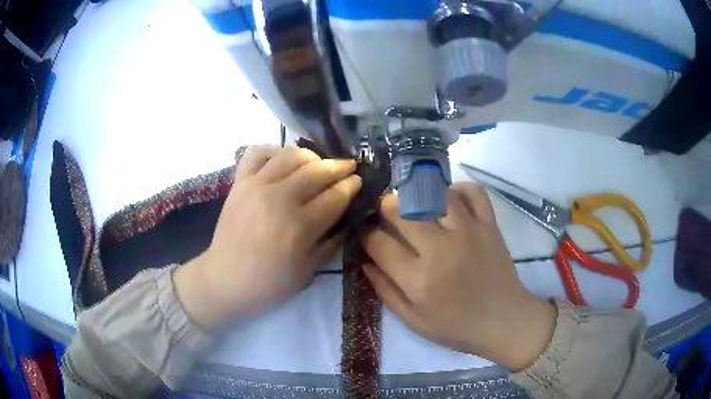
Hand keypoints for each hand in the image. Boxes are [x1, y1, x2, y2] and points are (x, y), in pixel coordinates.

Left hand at [174, 145, 361, 328]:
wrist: (225, 279)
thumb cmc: (269, 282)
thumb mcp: (308, 271)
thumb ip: (331, 242)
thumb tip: (349, 219)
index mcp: (300, 226)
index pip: (335, 196)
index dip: (351, 186)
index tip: (359, 181)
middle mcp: (280, 198)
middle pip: (317, 171)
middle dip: (340, 166)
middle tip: (349, 167)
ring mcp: (256, 186)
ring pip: (291, 155)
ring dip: (311, 156)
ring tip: (318, 164)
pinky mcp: (239, 182)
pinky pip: (256, 153)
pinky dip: (273, 150)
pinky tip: (282, 158)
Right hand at [360, 182, 555, 370]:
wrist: (503, 320)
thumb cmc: (456, 326)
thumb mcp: (413, 320)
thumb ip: (385, 291)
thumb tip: (364, 261)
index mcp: (418, 279)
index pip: (378, 243)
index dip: (365, 233)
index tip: (365, 231)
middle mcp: (440, 249)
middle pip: (401, 210)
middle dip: (385, 207)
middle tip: (386, 212)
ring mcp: (468, 232)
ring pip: (433, 194)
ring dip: (417, 194)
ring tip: (415, 203)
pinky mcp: (489, 224)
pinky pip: (472, 192)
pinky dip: (458, 189)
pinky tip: (449, 199)